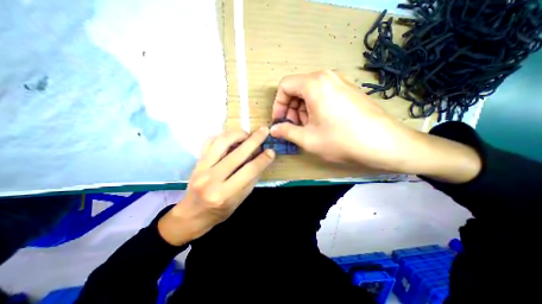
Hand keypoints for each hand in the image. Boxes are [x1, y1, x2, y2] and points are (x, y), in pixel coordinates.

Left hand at [157, 127, 275, 244]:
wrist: (192, 214)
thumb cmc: (219, 211)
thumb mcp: (240, 200)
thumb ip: (250, 180)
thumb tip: (261, 160)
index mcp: (225, 194)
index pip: (249, 171)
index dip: (262, 159)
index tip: (271, 151)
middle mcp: (212, 179)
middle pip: (237, 154)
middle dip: (254, 140)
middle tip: (263, 131)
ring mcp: (201, 168)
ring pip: (221, 143)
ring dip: (237, 134)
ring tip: (247, 133)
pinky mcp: (197, 162)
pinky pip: (209, 142)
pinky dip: (221, 135)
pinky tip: (231, 136)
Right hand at [270, 70, 415, 171]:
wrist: (385, 143)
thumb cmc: (341, 140)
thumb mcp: (308, 139)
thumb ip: (286, 132)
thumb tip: (273, 130)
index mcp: (314, 83)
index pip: (285, 86)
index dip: (278, 104)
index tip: (280, 121)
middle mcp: (328, 76)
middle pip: (298, 88)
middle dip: (291, 109)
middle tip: (293, 127)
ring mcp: (341, 81)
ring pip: (310, 92)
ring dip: (302, 110)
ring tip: (308, 128)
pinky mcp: (350, 90)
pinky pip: (324, 94)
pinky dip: (316, 107)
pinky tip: (322, 124)